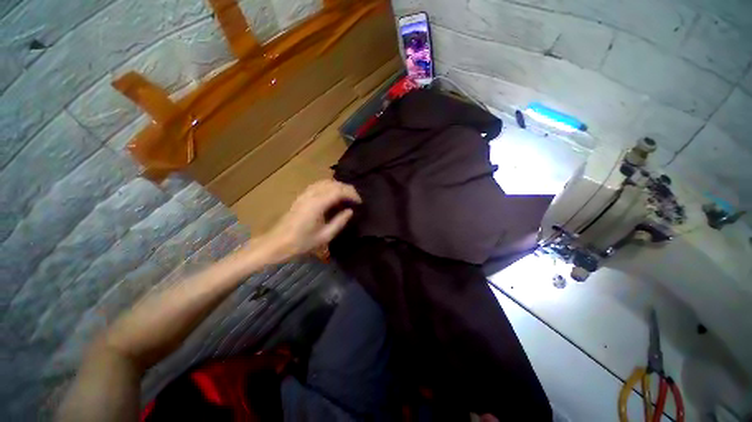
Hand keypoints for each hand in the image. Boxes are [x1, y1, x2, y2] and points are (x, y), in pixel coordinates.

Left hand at [261, 180, 360, 262]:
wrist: (277, 243)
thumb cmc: (301, 242)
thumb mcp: (324, 236)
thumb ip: (339, 222)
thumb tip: (350, 211)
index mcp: (317, 204)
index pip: (339, 191)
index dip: (352, 194)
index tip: (360, 202)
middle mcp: (311, 195)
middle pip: (333, 183)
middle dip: (347, 188)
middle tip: (356, 198)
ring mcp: (305, 194)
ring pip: (325, 182)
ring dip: (338, 186)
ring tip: (347, 196)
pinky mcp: (301, 196)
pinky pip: (318, 185)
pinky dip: (329, 186)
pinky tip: (333, 195)